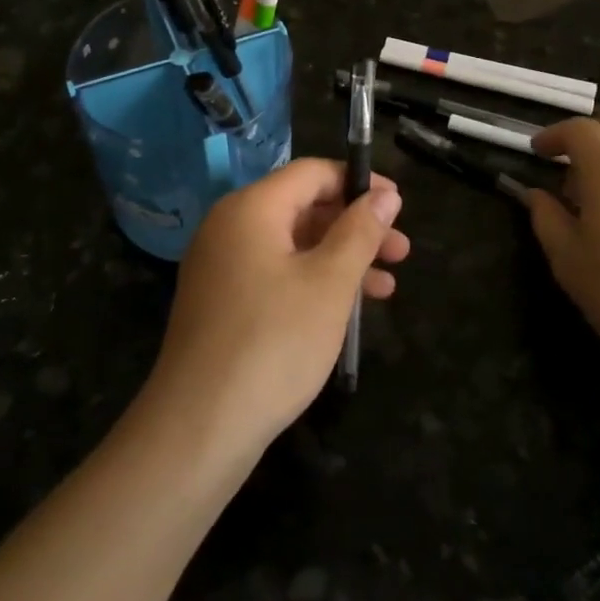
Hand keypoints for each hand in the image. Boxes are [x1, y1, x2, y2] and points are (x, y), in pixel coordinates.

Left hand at [148, 160, 409, 455]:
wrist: (199, 427)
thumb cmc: (274, 343)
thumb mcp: (329, 283)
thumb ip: (360, 232)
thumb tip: (384, 196)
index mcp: (251, 208)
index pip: (311, 173)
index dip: (358, 182)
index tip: (398, 205)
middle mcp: (230, 226)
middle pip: (302, 208)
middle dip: (355, 226)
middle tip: (401, 251)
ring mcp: (221, 266)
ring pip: (292, 245)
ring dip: (340, 259)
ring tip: (387, 286)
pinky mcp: (221, 302)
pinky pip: (274, 274)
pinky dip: (312, 282)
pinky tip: (346, 310)